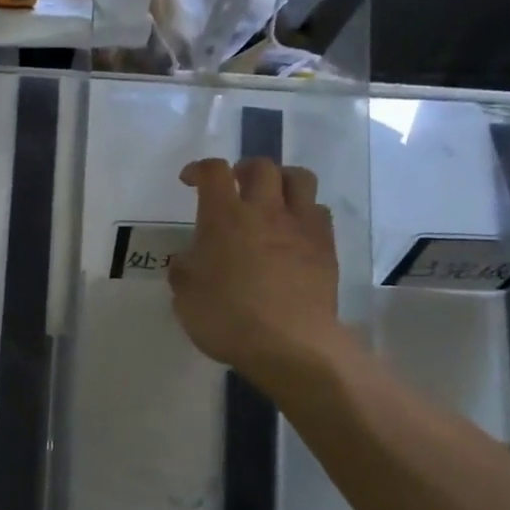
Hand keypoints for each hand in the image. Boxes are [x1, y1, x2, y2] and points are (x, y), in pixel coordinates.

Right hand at [170, 157, 347, 384]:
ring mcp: (300, 226)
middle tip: (234, 185)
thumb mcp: (185, 298)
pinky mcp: (325, 246)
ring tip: (272, 198)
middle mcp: (264, 211)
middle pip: (261, 166)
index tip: (191, 180)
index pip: (213, 172)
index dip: (200, 169)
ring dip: (282, 180)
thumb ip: (184, 271)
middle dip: (244, 169)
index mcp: (224, 218)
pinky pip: (318, 211)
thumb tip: (188, 259)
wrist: (289, 343)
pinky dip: (304, 212)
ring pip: (299, 178)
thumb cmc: (227, 319)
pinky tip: (294, 231)